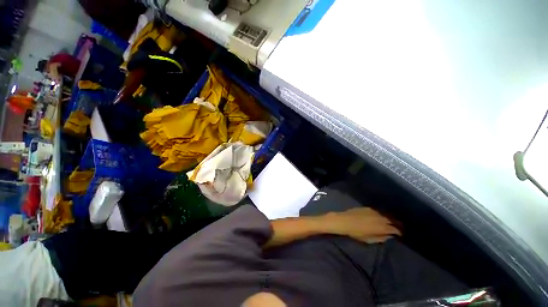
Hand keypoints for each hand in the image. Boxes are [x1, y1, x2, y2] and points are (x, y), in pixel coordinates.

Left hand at [323, 207, 400, 243]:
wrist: (345, 221)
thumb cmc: (356, 233)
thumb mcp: (370, 240)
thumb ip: (381, 238)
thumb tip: (389, 236)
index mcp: (382, 227)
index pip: (396, 229)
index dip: (400, 232)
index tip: (402, 234)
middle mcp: (381, 218)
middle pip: (394, 220)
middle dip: (398, 224)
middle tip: (400, 227)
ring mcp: (374, 211)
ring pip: (387, 214)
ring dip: (391, 217)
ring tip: (393, 221)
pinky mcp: (368, 208)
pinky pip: (379, 210)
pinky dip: (383, 213)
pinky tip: (382, 215)